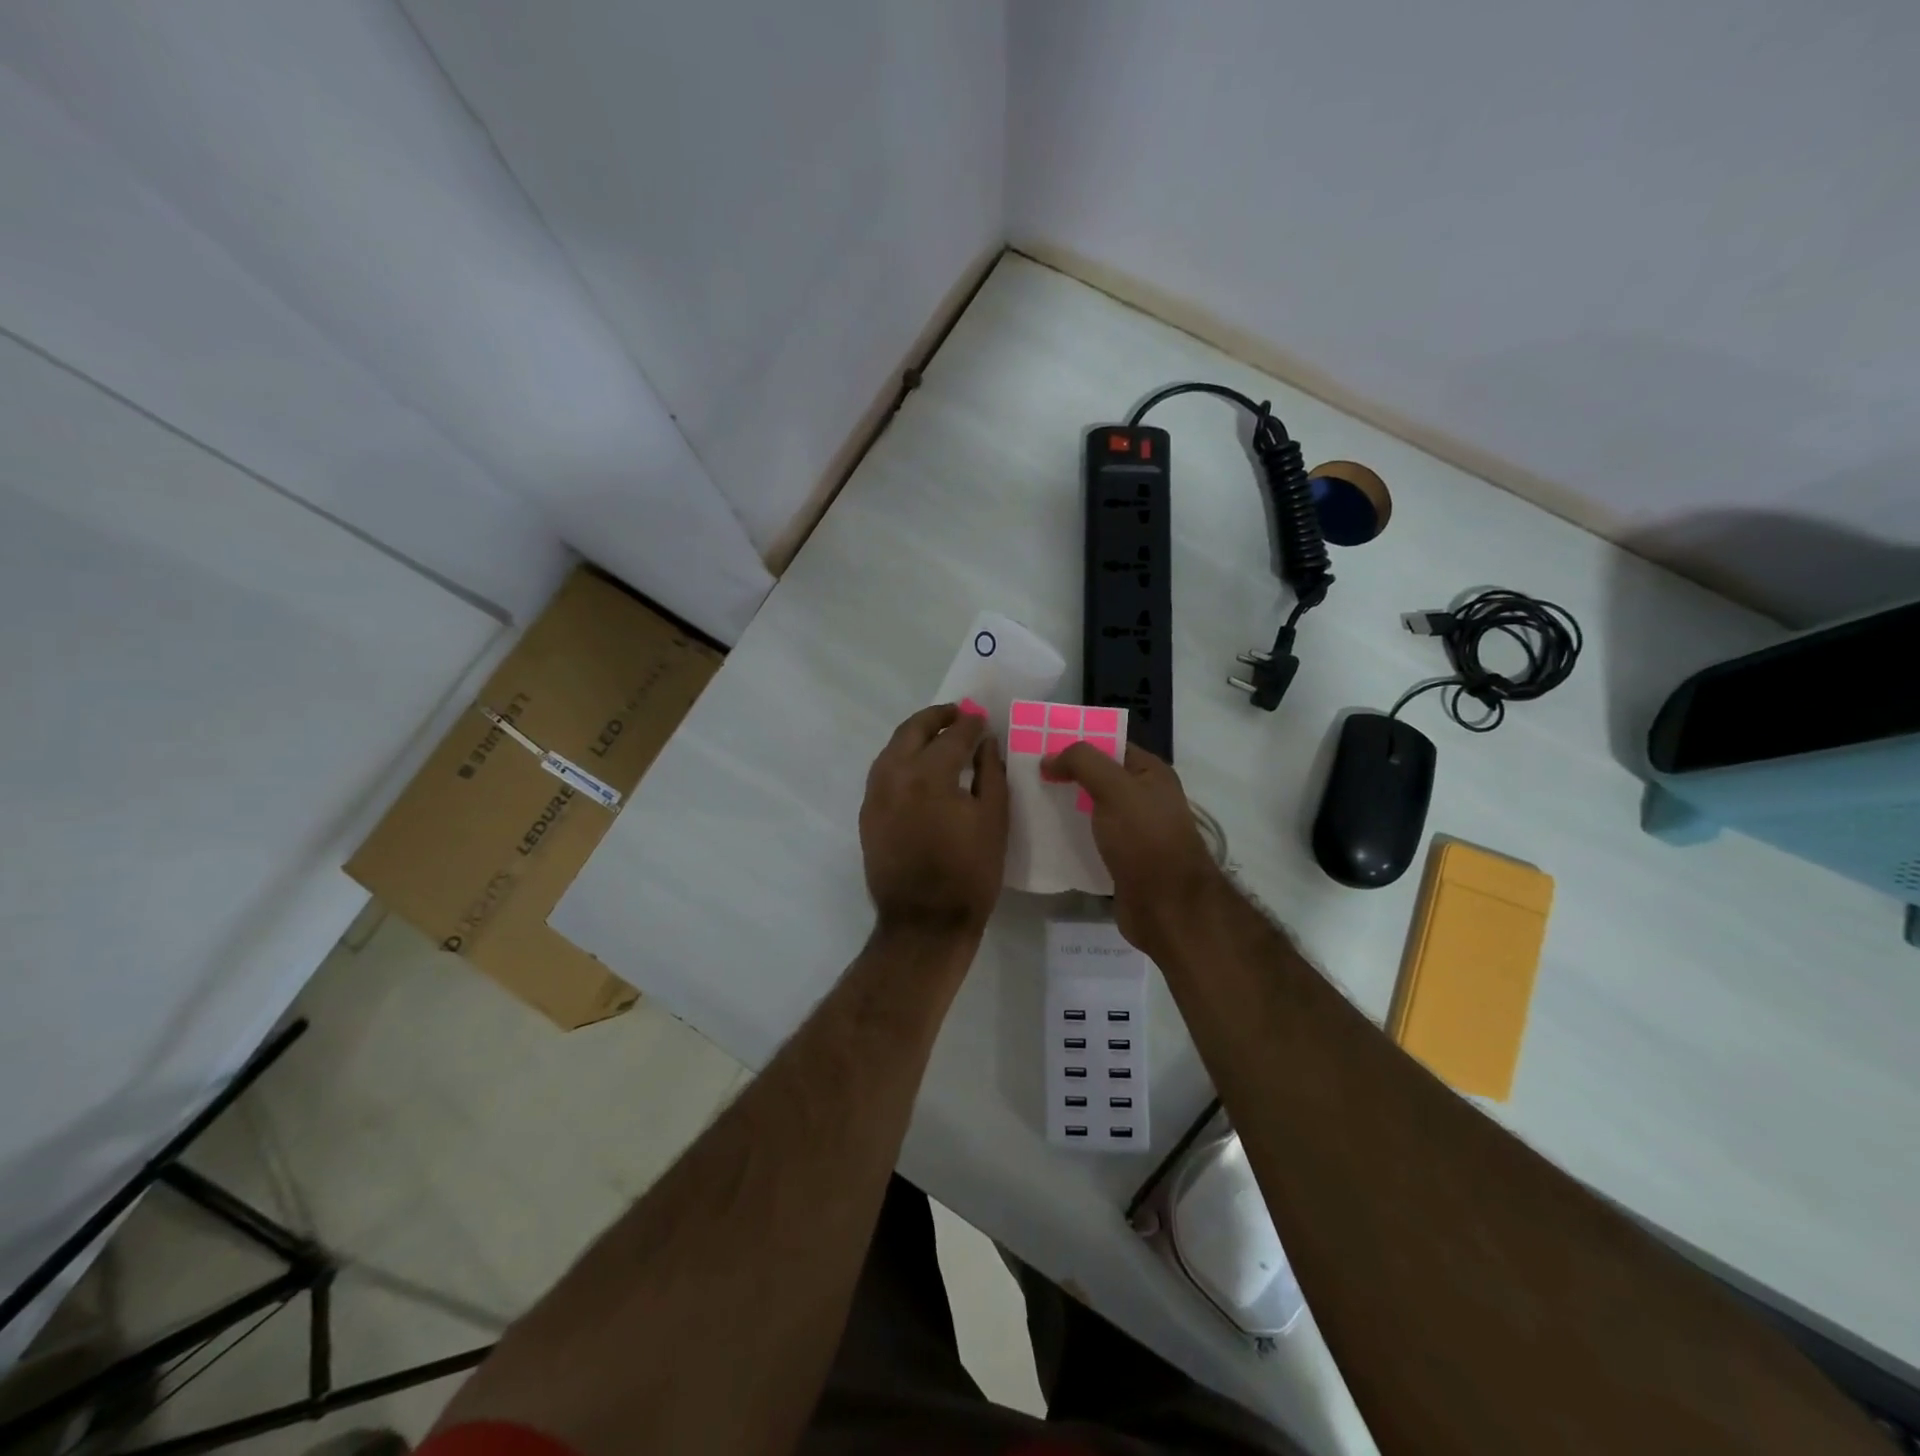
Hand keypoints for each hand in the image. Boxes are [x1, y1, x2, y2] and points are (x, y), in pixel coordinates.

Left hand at [860, 704, 1008, 936]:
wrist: (924, 922)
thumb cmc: (969, 873)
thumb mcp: (994, 820)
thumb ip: (990, 773)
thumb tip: (985, 742)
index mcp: (929, 775)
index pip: (952, 736)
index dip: (970, 724)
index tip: (981, 719)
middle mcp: (894, 776)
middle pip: (912, 731)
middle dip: (936, 717)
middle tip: (957, 713)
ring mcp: (875, 795)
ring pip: (892, 749)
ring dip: (915, 735)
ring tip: (938, 735)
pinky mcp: (867, 814)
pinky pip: (882, 772)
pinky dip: (901, 758)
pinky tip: (919, 766)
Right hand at [1043, 741, 1226, 956]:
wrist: (1167, 907)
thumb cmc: (1145, 839)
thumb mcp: (1115, 788)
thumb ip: (1082, 763)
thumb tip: (1049, 758)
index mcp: (1151, 773)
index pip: (1110, 746)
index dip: (1078, 742)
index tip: (1040, 745)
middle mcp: (1144, 798)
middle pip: (1098, 777)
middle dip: (1065, 774)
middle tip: (1026, 774)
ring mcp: (1133, 831)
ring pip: (1091, 810)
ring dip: (1063, 807)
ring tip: (1027, 803)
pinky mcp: (1120, 860)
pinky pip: (1090, 840)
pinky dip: (1069, 837)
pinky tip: (1042, 837)